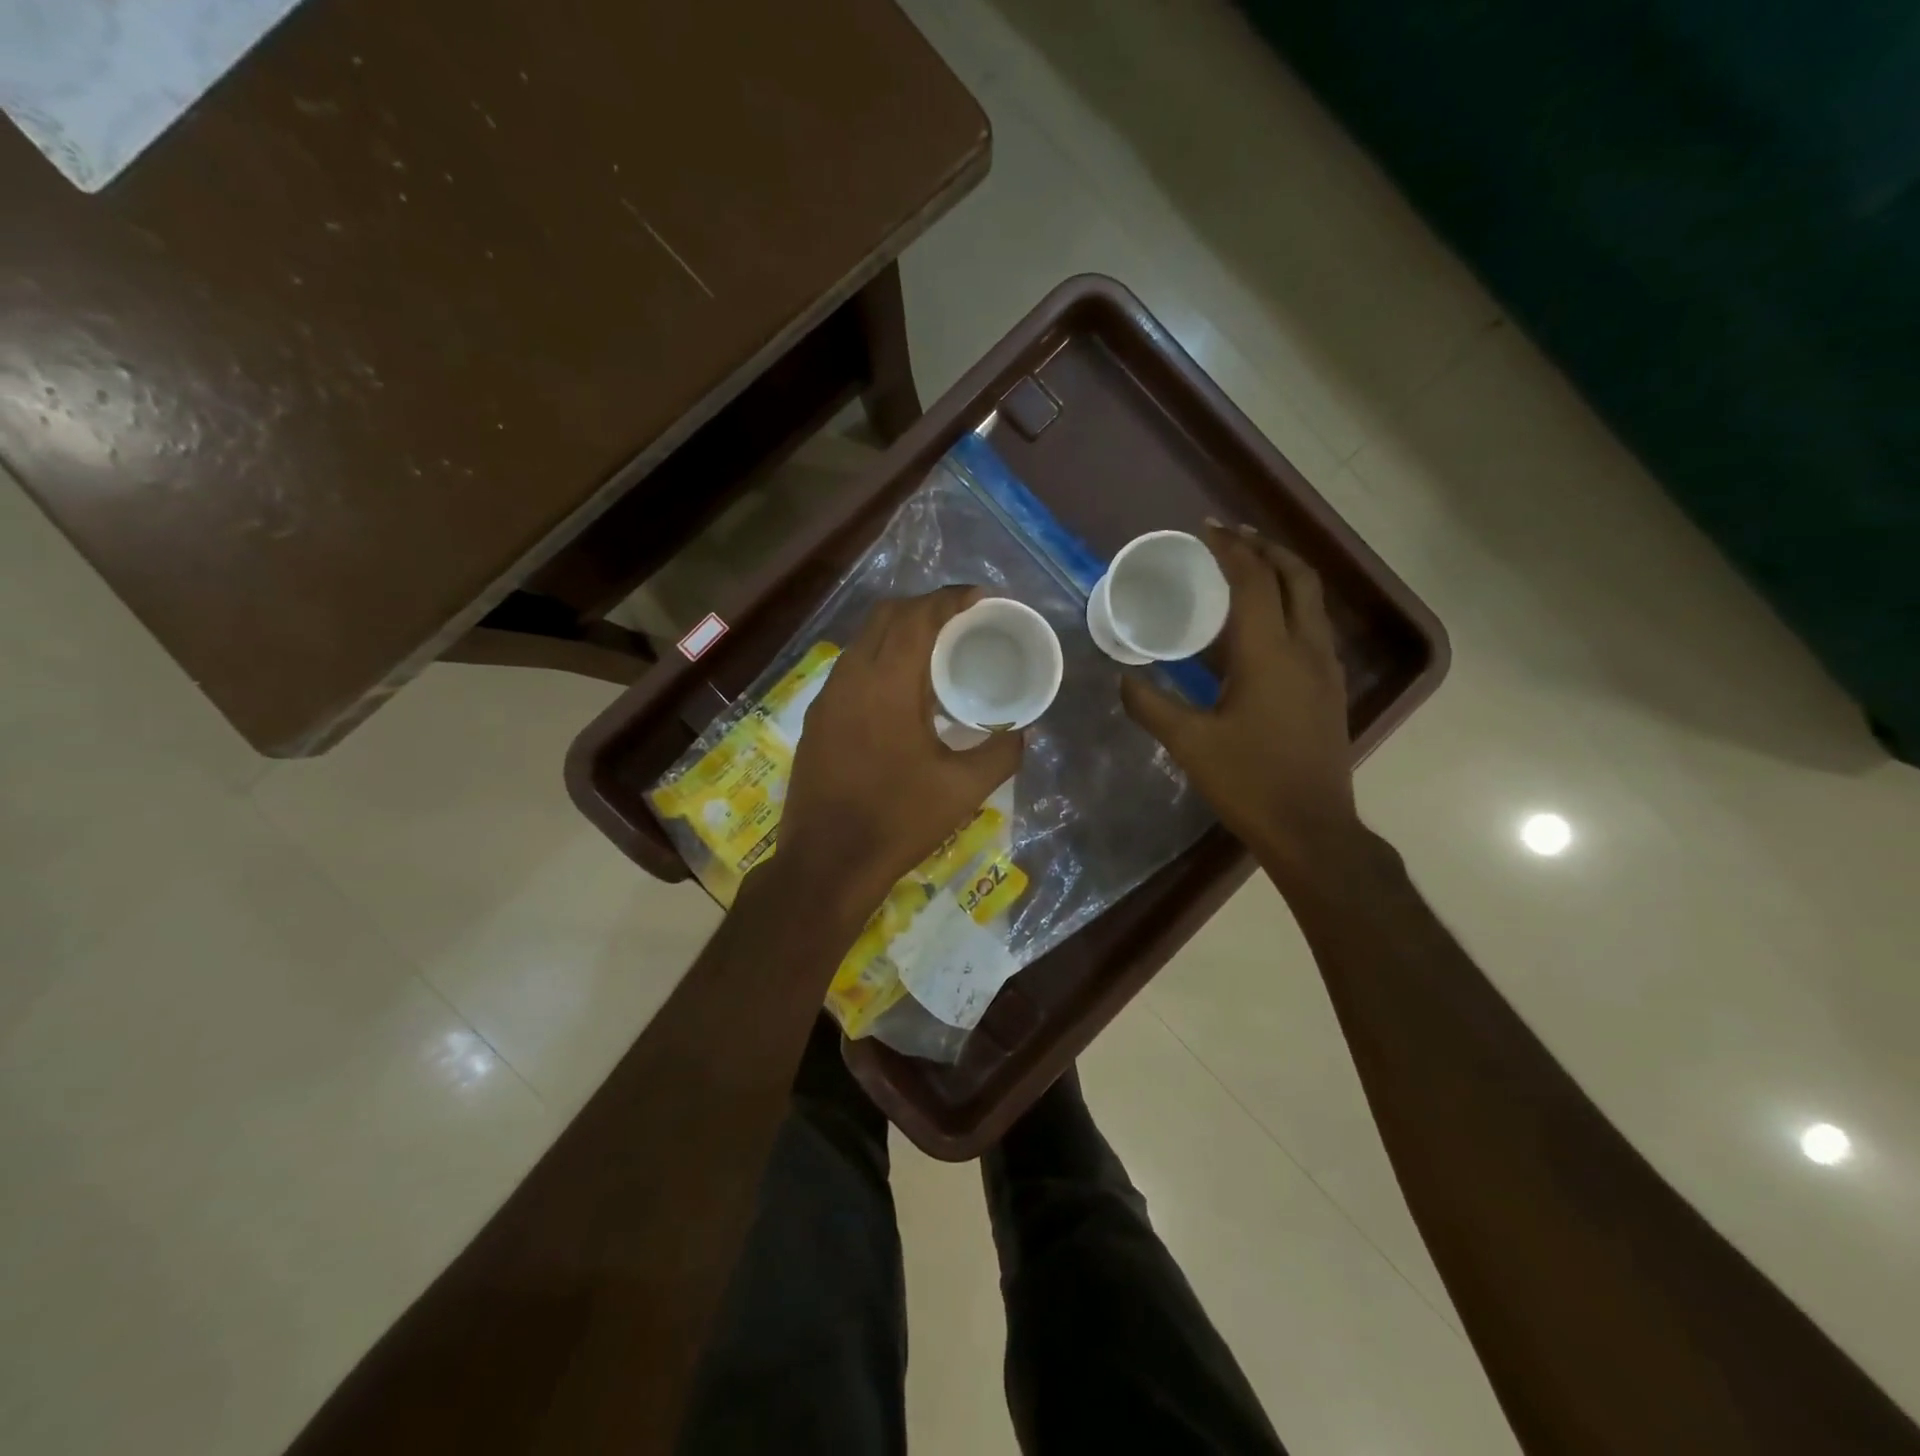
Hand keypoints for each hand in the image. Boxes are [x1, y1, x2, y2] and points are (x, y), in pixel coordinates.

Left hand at [776, 586, 1024, 921]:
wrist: (827, 863)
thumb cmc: (899, 822)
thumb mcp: (964, 790)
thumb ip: (1002, 751)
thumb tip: (1023, 729)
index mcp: (888, 684)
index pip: (919, 617)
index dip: (952, 599)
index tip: (982, 598)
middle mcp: (852, 677)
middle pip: (887, 615)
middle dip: (926, 607)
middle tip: (962, 621)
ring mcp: (828, 697)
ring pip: (864, 640)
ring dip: (899, 631)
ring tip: (935, 651)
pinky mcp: (817, 718)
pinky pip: (851, 667)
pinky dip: (879, 659)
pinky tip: (901, 690)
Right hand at [1120, 522, 1361, 883]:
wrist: (1312, 828)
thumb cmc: (1249, 782)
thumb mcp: (1189, 744)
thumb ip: (1151, 706)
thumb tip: (1122, 680)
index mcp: (1270, 654)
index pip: (1254, 581)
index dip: (1231, 549)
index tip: (1206, 530)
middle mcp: (1306, 649)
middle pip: (1298, 577)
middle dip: (1266, 548)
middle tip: (1232, 538)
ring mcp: (1324, 669)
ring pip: (1312, 601)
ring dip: (1282, 575)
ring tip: (1247, 570)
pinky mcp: (1329, 689)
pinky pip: (1312, 627)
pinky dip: (1289, 607)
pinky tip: (1261, 627)